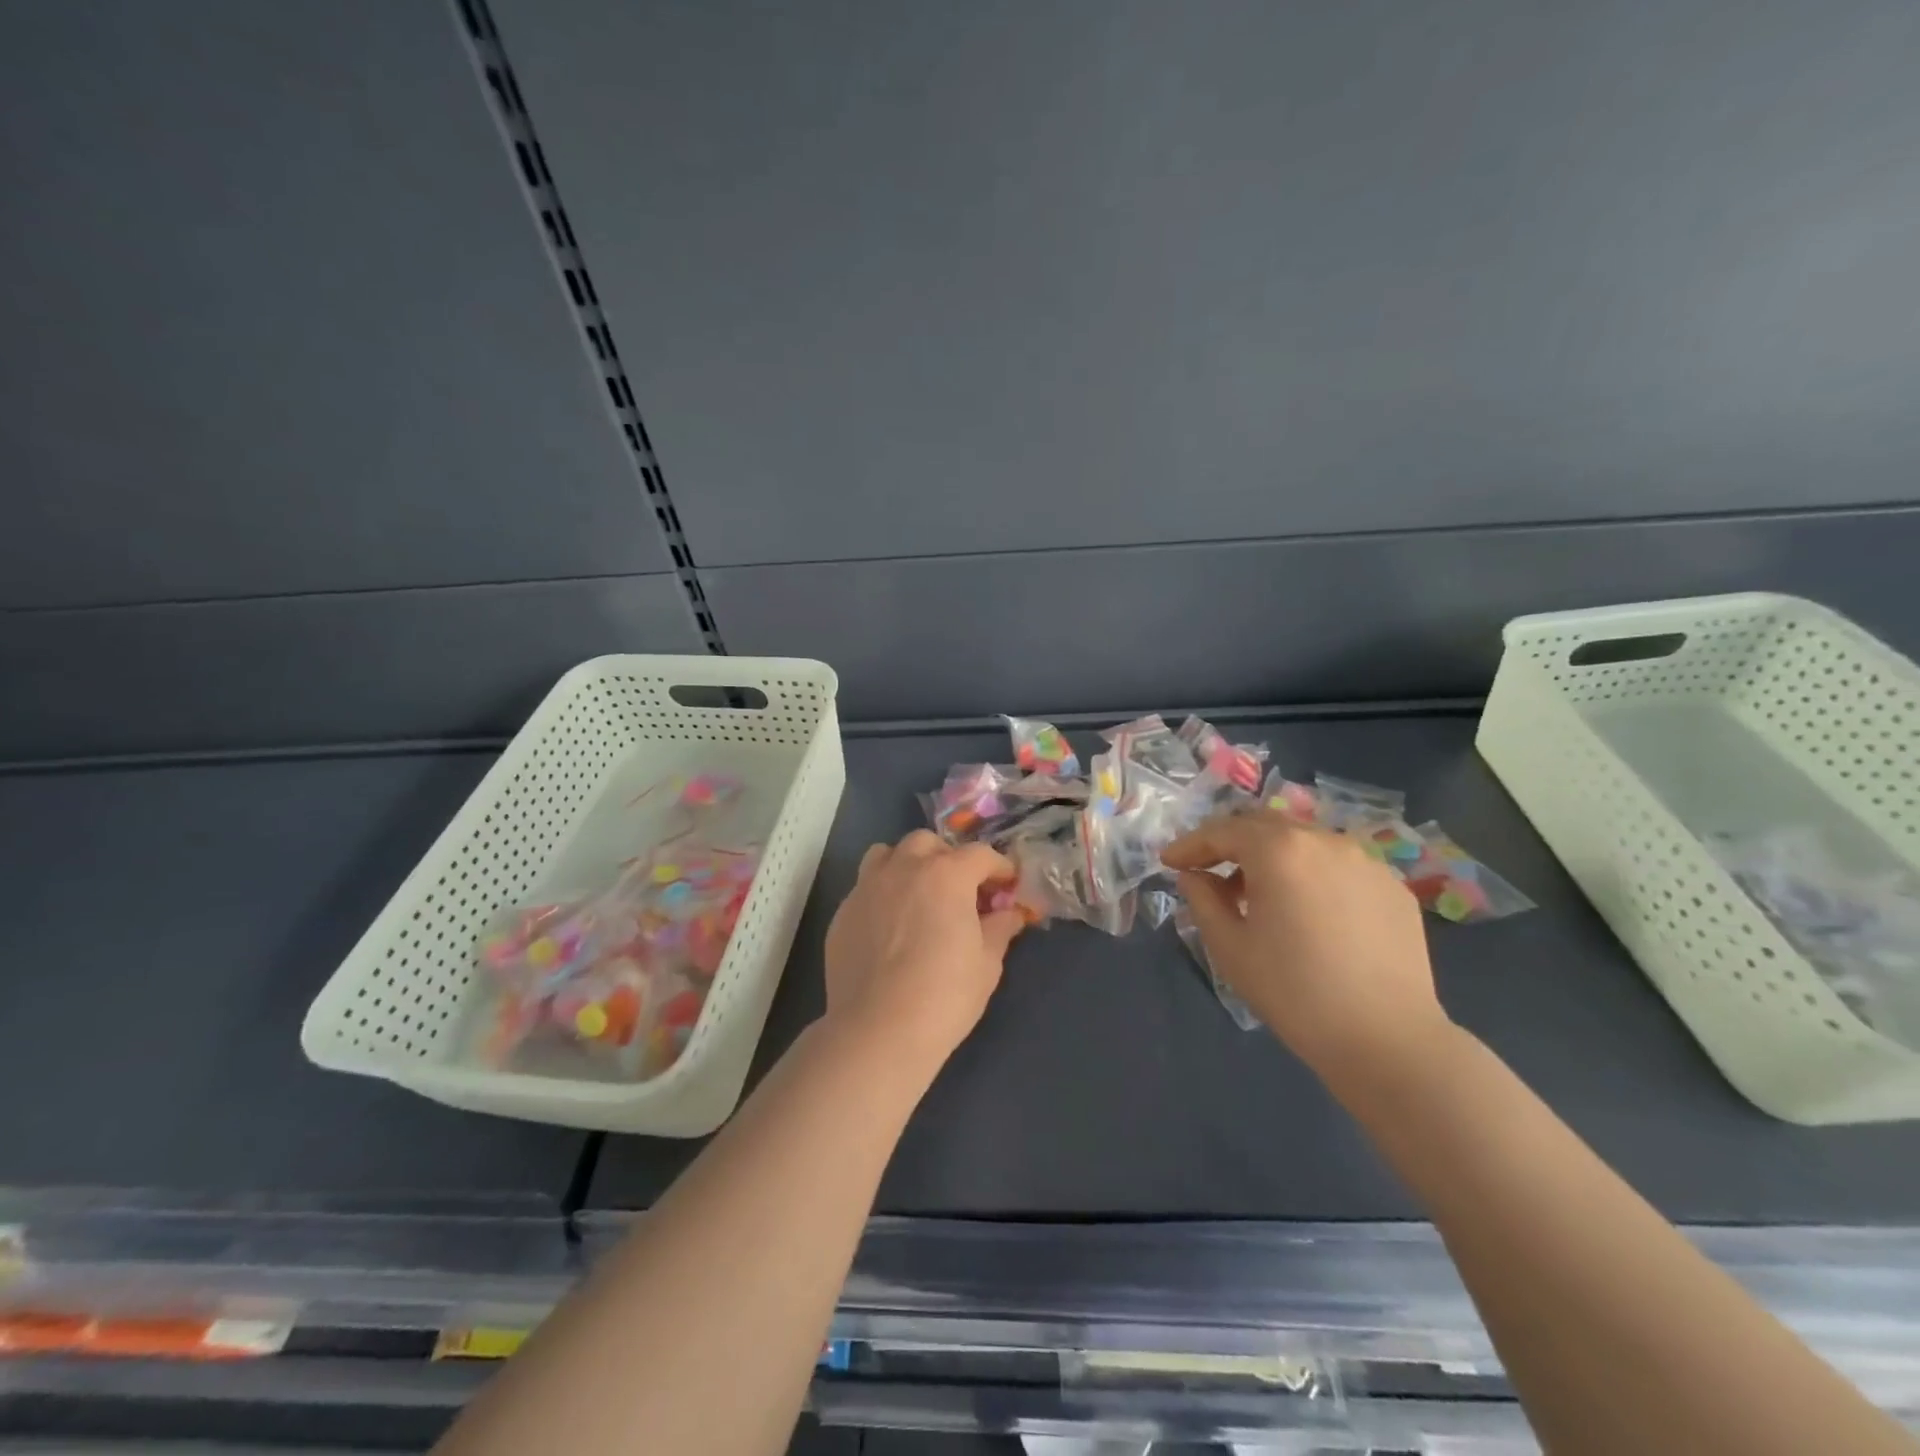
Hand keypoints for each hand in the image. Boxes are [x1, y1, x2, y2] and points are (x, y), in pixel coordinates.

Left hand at [823, 831, 1025, 1070]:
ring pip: (888, 854)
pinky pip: (866, 887)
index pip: (980, 854)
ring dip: (907, 864)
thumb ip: (999, 929)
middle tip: (959, 890)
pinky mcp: (843, 912)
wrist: (877, 1030)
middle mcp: (904, 868)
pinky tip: (889, 926)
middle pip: (928, 843)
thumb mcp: (987, 963)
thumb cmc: (944, 995)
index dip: (999, 867)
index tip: (1007, 885)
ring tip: (917, 895)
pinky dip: (882, 894)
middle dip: (947, 858)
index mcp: (947, 875)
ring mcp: (868, 887)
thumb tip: (1009, 914)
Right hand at [1161, 811, 1450, 1080]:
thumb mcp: (1230, 947)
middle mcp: (1324, 840)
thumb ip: (1203, 900)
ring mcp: (1366, 861)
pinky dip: (1311, 875)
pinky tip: (1307, 912)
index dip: (1191, 844)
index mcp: (1279, 850)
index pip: (1223, 831)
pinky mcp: (1392, 887)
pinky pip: (1339, 866)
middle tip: (1210, 871)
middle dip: (1231, 843)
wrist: (1387, 1039)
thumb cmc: (1294, 992)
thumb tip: (1194, 876)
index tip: (1169, 862)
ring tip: (1259, 894)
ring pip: (1304, 842)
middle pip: (1265, 825)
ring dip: (1273, 857)